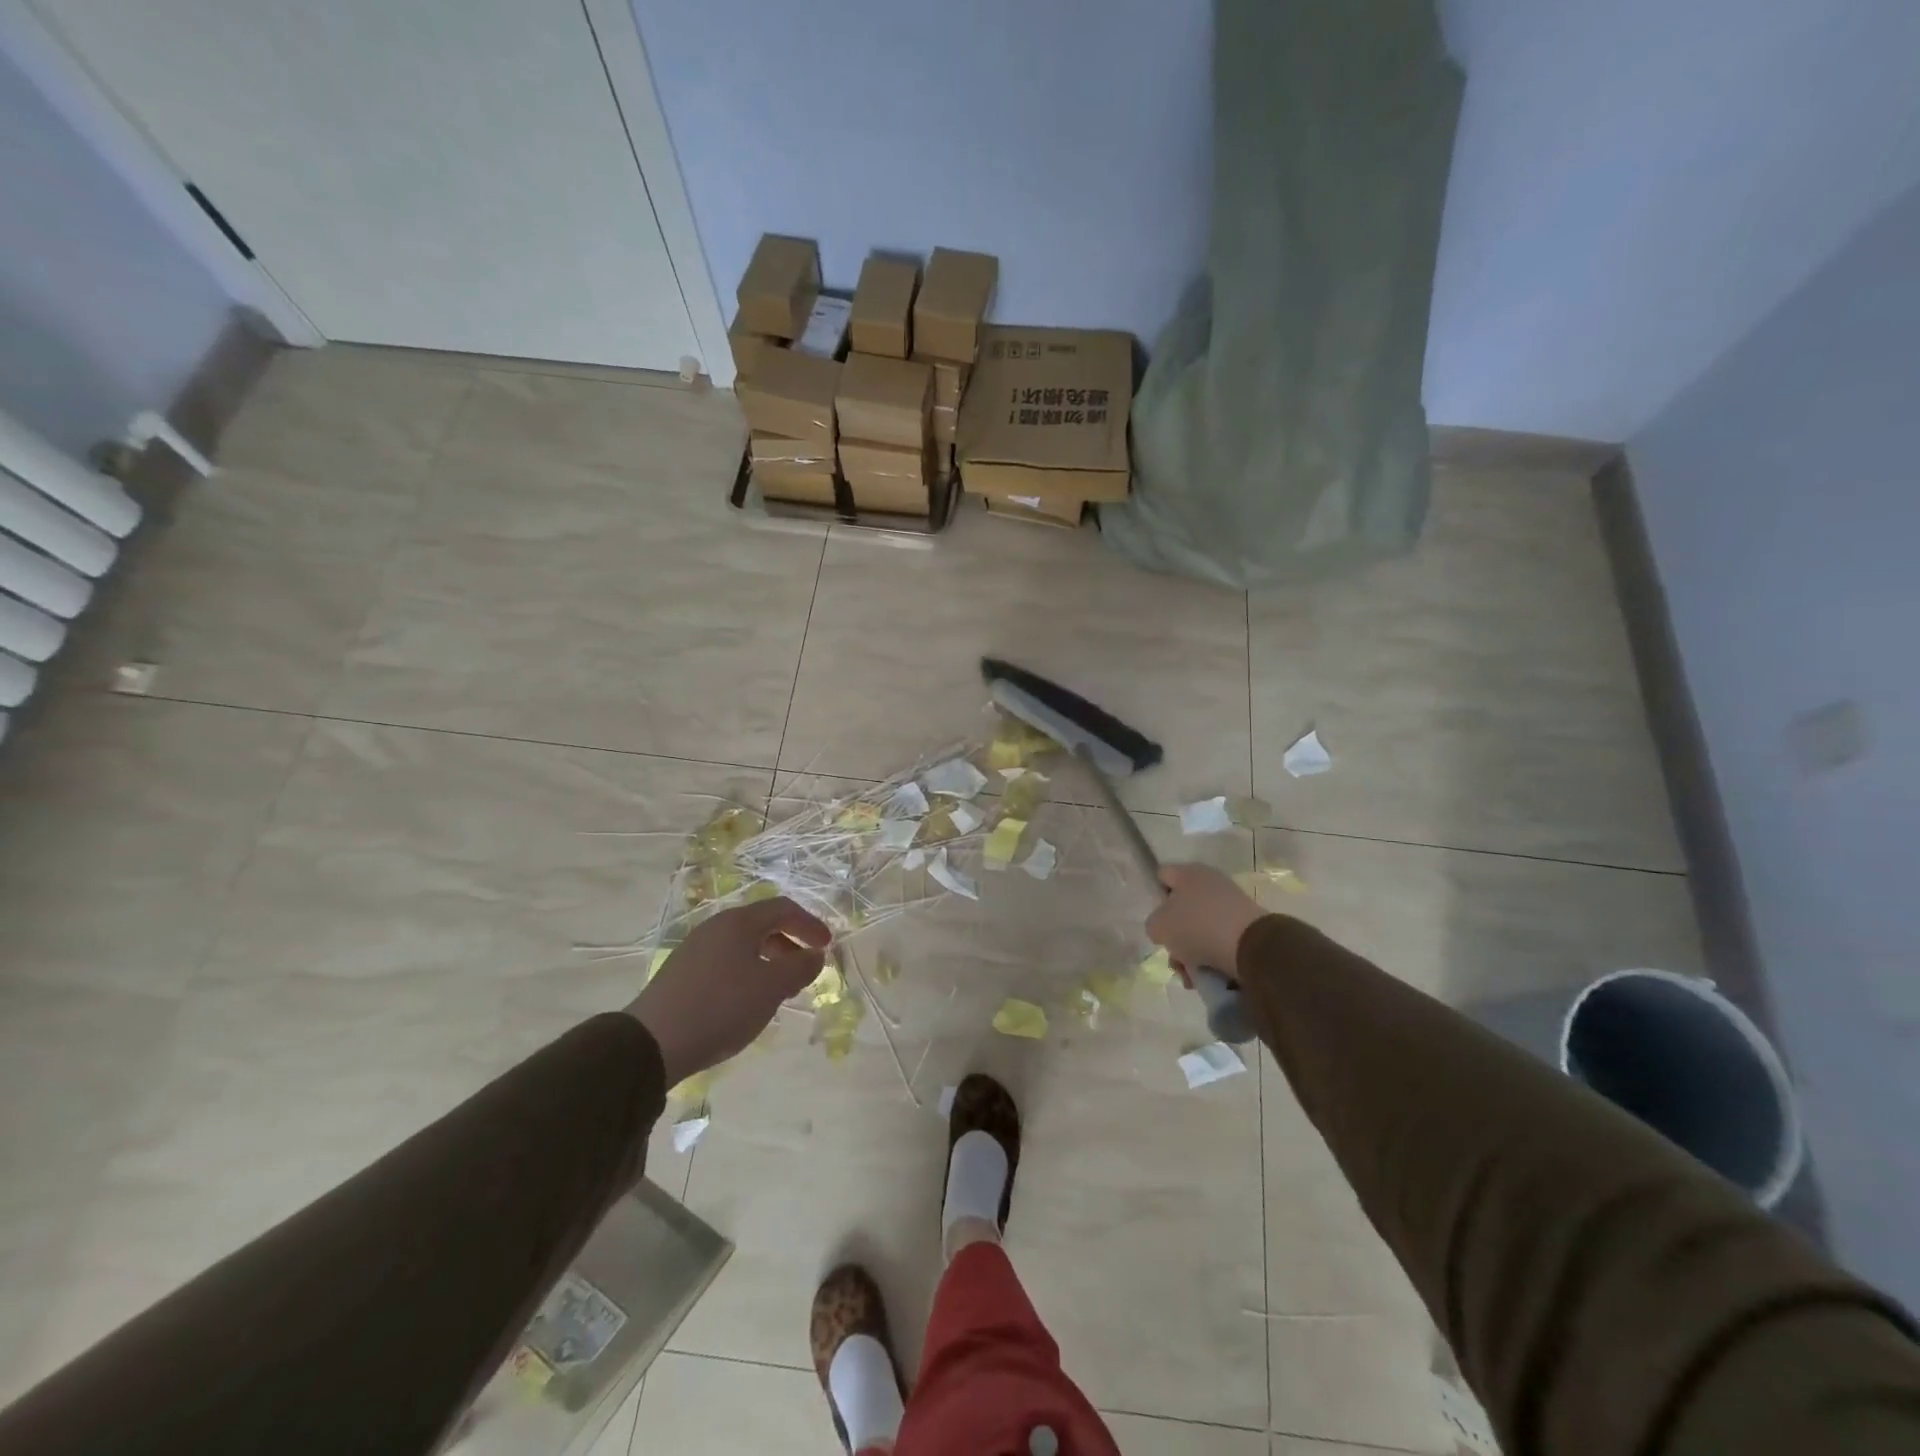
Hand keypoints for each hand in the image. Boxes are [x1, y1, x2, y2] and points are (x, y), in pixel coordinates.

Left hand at [625, 897, 830, 1086]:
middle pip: (762, 924)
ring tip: (780, 988)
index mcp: (738, 922)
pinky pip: (725, 961)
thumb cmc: (721, 1006)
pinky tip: (747, 1000)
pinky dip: (747, 971)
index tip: (827, 946)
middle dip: (789, 942)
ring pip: (743, 945)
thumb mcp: (771, 988)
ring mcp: (695, 949)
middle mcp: (716, 927)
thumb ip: (800, 968)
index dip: (809, 924)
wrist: (652, 1042)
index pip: (783, 909)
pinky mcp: (682, 973)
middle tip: (805, 967)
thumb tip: (816, 955)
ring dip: (769, 959)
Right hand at [1145, 863, 1265, 982]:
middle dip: (1175, 936)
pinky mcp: (1247, 925)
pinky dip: (1212, 957)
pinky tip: (1208, 976)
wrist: (1250, 946)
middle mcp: (1211, 882)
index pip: (1163, 876)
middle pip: (1182, 908)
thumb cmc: (1197, 927)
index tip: (1157, 921)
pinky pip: (1221, 940)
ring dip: (1192, 953)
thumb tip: (1164, 928)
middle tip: (1174, 957)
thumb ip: (1154, 924)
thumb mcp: (1159, 926)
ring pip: (1201, 929)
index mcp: (1188, 873)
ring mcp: (1232, 903)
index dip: (1155, 897)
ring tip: (1191, 976)